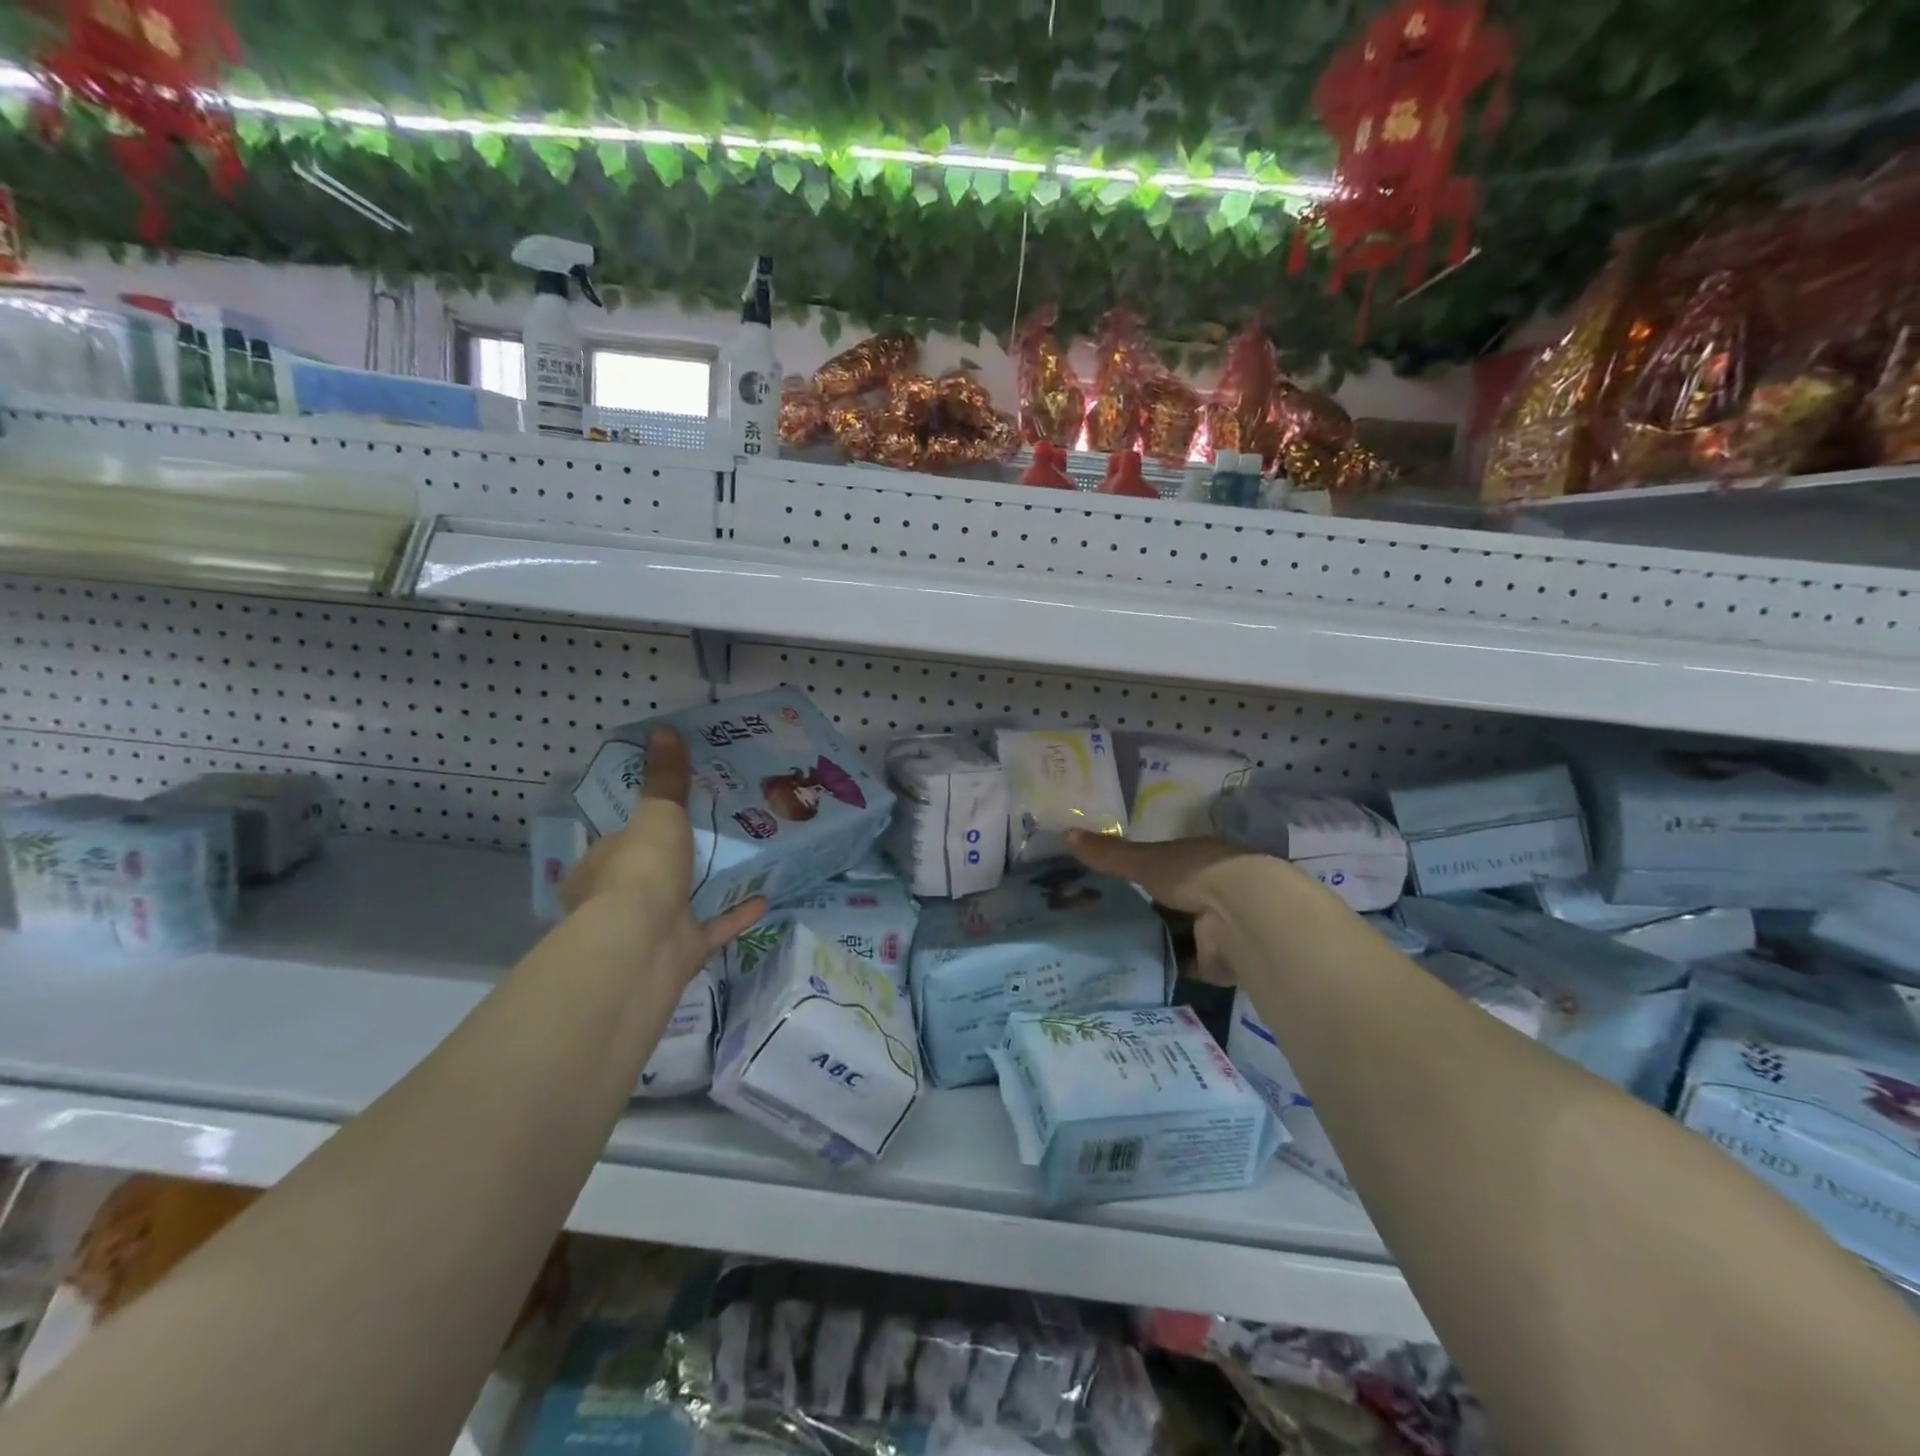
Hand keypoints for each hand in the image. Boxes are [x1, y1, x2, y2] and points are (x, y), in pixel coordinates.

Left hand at [561, 728, 764, 986]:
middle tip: (717, 831)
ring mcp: (652, 930)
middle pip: (651, 873)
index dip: (642, 827)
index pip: (617, 842)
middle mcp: (618, 901)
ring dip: (709, 885)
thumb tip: (664, 729)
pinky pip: (713, 928)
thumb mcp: (657, 813)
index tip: (674, 811)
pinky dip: (736, 915)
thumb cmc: (641, 871)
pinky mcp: (681, 952)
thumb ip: (666, 778)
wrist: (643, 946)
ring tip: (744, 859)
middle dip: (679, 858)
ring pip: (683, 903)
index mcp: (598, 868)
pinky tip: (763, 897)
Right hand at [1066, 831, 1284, 985]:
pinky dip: (1168, 967)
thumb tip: (1065, 833)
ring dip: (1158, 939)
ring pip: (1180, 933)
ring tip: (1112, 946)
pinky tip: (1136, 970)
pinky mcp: (1218, 961)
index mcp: (1198, 860)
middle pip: (1172, 900)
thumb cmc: (1194, 873)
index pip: (1166, 864)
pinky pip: (1186, 964)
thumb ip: (1109, 853)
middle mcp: (1211, 891)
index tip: (1113, 881)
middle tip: (1103, 917)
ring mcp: (1217, 927)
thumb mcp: (1144, 859)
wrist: (1241, 914)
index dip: (1143, 871)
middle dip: (1148, 909)